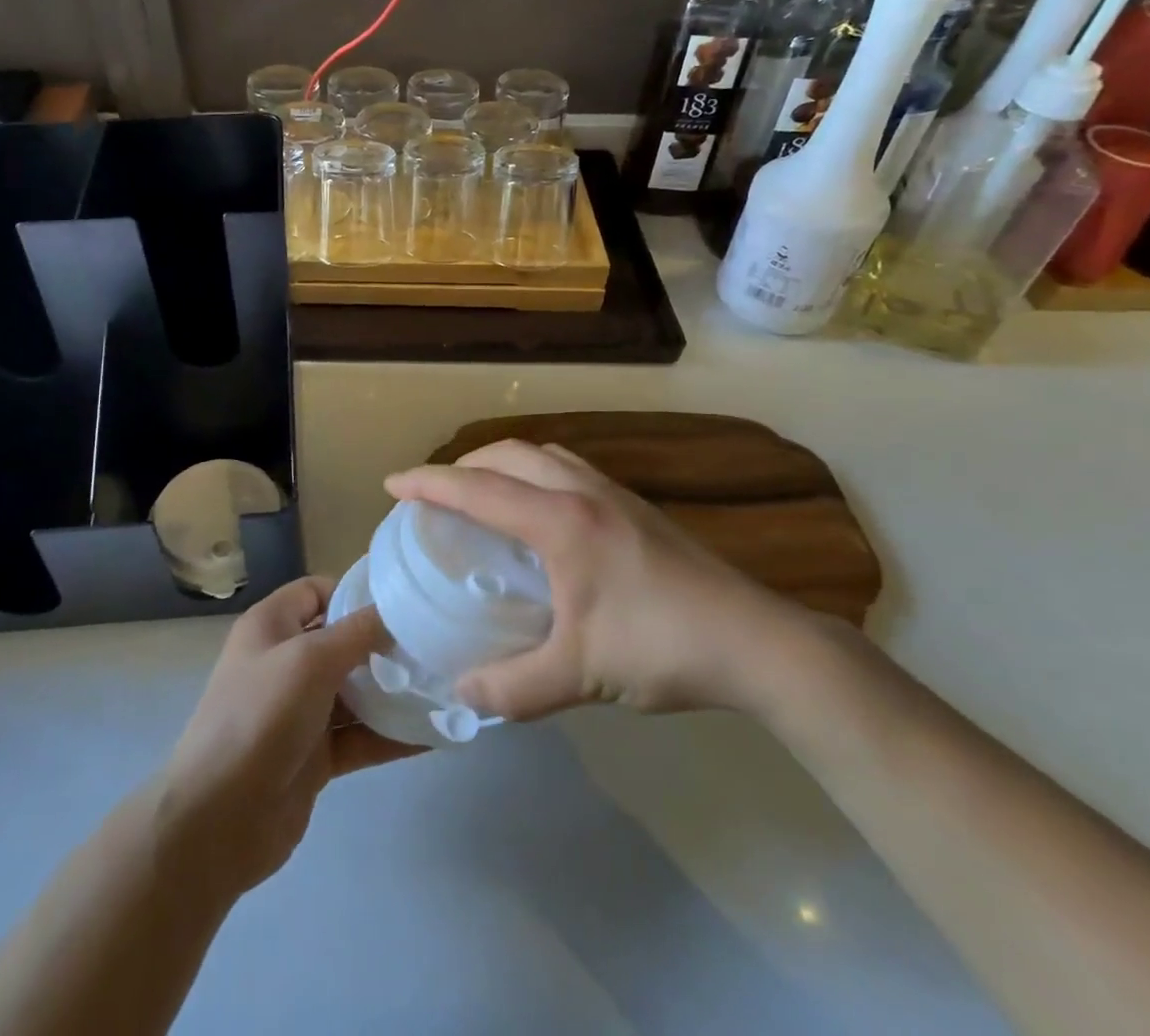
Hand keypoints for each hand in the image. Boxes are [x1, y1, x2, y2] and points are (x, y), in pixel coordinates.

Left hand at [154, 577, 417, 902]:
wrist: (218, 821)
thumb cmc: (260, 718)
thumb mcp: (310, 661)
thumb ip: (357, 633)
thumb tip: (396, 612)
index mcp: (272, 627)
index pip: (317, 591)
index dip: (355, 592)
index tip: (403, 602)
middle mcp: (285, 663)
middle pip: (342, 641)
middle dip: (385, 644)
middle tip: (435, 646)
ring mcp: (300, 712)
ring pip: (355, 691)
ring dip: (394, 691)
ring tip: (445, 686)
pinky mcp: (315, 756)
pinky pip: (360, 737)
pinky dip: (392, 735)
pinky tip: (434, 734)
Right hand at [385, 440, 814, 720]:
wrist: (757, 642)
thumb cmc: (661, 648)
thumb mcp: (580, 674)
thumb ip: (513, 689)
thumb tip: (462, 695)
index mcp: (561, 521)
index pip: (479, 488)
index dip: (430, 483)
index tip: (393, 483)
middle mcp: (583, 493)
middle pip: (510, 454)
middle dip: (465, 464)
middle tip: (437, 492)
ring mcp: (616, 495)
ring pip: (545, 455)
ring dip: (504, 463)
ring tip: (485, 492)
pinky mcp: (638, 508)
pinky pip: (569, 470)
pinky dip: (536, 474)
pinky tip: (544, 514)